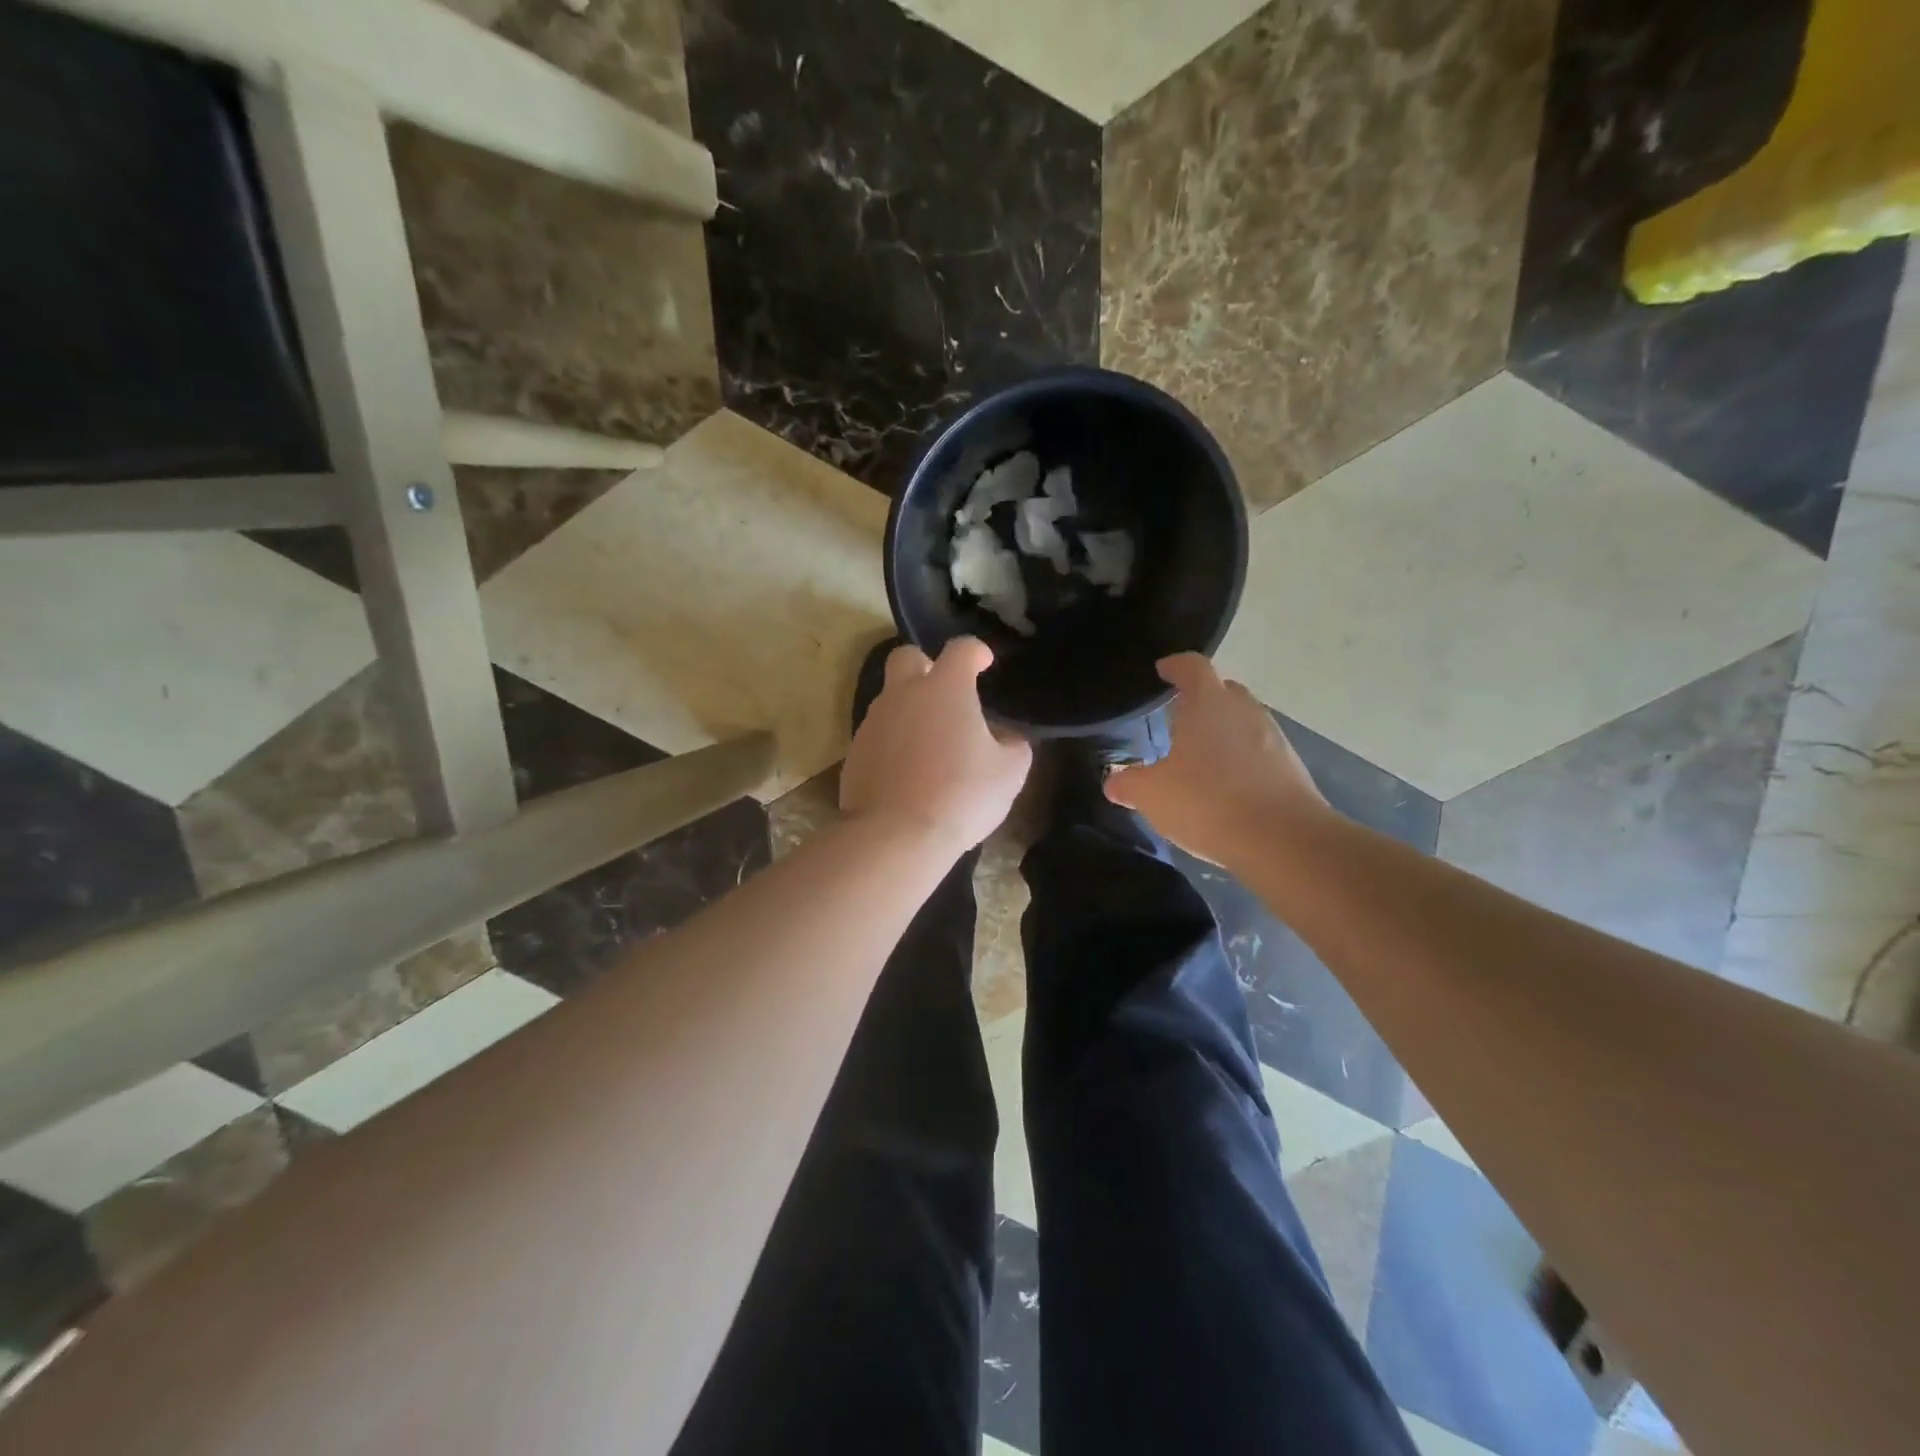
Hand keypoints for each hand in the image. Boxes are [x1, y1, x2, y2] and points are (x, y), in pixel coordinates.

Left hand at [840, 637, 1032, 855]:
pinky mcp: (854, 753)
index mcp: (945, 688)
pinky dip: (894, 743)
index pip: (960, 649)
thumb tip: (1005, 738)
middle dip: (926, 665)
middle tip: (945, 692)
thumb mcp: (1009, 773)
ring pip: (890, 699)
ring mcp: (873, 723)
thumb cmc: (961, 795)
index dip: (975, 651)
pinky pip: (878, 735)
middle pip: (907, 657)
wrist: (895, 835)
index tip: (984, 662)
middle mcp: (903, 694)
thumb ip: (1013, 746)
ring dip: (910, 710)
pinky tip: (909, 772)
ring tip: (931, 744)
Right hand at [1105, 653, 1329, 866]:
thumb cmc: (1207, 802)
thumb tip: (1114, 781)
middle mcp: (1244, 710)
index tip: (1162, 670)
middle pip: (1223, 690)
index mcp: (1208, 703)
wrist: (1283, 840)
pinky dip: (1242, 760)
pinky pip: (1260, 752)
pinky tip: (1226, 787)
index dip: (1174, 665)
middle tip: (1177, 718)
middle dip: (1201, 699)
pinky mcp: (1291, 768)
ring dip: (1223, 732)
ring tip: (1200, 757)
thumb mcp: (1151, 795)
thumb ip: (1128, 783)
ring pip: (1243, 722)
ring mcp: (1273, 738)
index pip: (1192, 666)